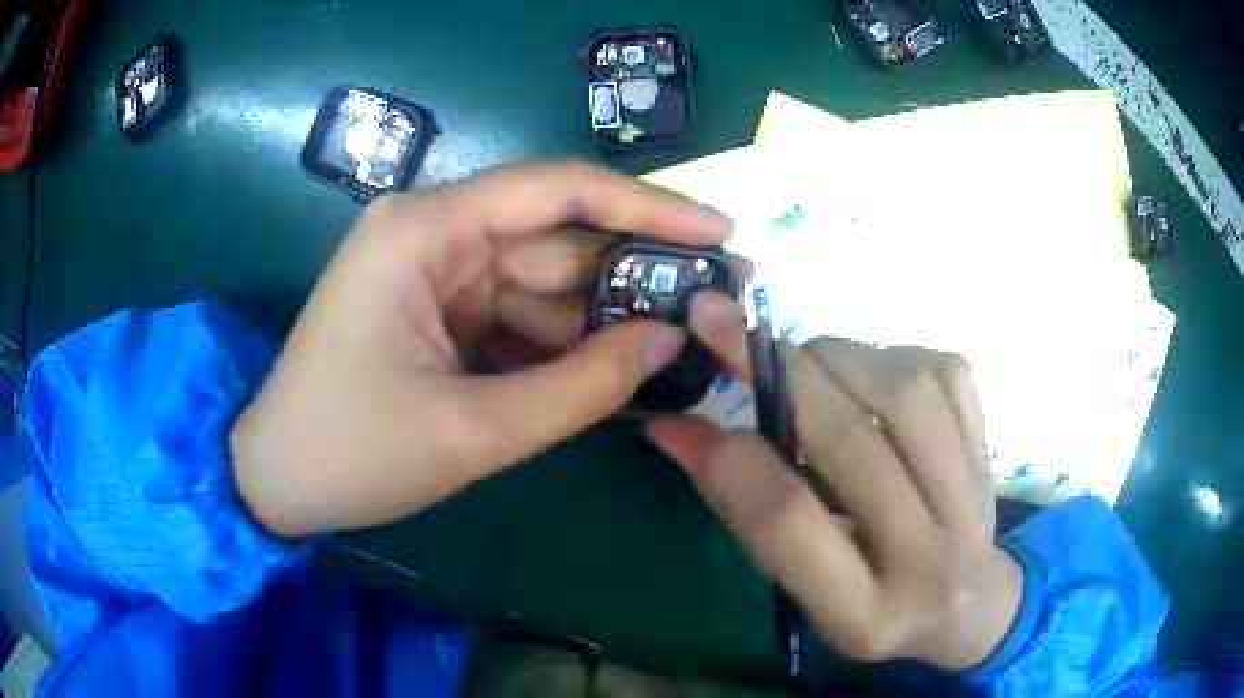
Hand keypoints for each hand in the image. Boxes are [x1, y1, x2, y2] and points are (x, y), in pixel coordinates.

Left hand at [230, 161, 731, 537]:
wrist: (276, 481)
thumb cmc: (351, 452)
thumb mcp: (471, 430)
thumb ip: (579, 387)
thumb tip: (668, 342)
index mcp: (425, 229)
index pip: (557, 190)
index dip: (647, 207)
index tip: (719, 229)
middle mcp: (432, 232)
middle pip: (555, 238)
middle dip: (634, 273)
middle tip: (717, 300)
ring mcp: (433, 271)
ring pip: (541, 282)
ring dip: (603, 318)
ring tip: (680, 345)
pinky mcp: (435, 309)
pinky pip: (516, 314)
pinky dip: (562, 344)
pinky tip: (613, 369)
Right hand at [646, 293, 1022, 670]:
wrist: (967, 605)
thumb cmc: (870, 605)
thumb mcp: (800, 588)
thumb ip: (742, 511)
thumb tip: (672, 428)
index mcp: (865, 616)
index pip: (791, 525)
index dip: (733, 459)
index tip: (688, 412)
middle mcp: (928, 560)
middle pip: (853, 443)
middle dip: (778, 371)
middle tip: (724, 325)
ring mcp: (972, 500)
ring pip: (905, 394)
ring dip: (836, 357)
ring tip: (803, 362)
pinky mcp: (990, 449)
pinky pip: (945, 374)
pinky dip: (893, 355)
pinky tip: (869, 375)